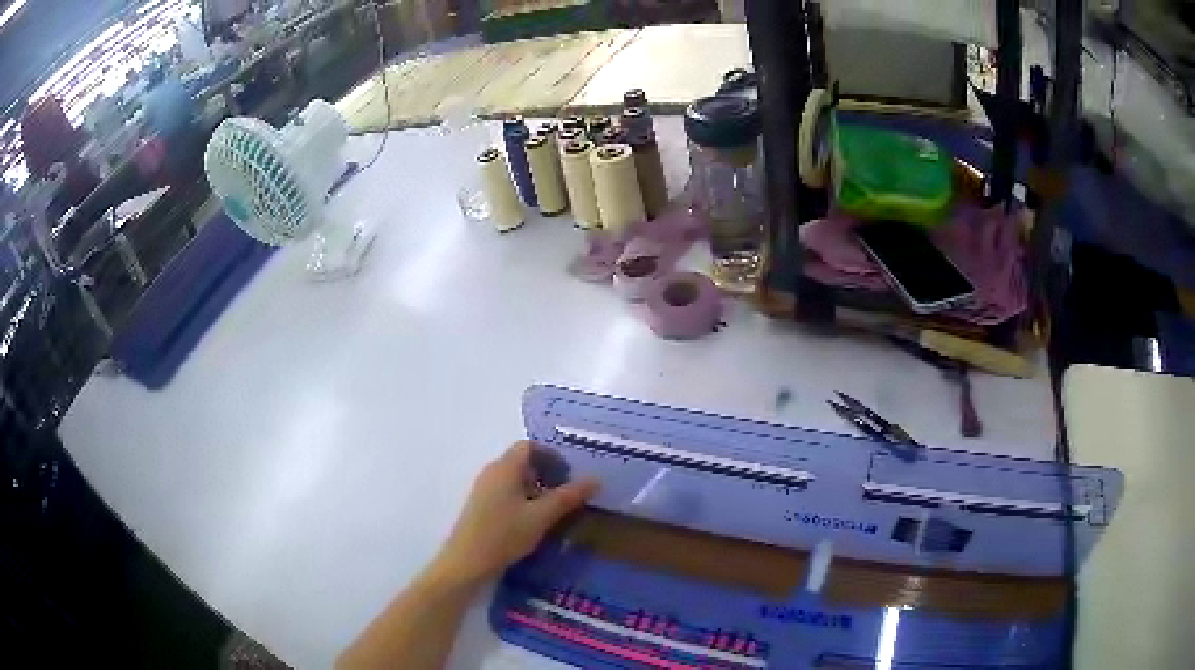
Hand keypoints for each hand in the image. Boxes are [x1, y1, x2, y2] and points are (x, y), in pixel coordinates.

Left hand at [429, 441, 599, 588]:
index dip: (551, 456)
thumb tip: (596, 479)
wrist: (466, 562)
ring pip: (514, 479)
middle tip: (566, 495)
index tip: (569, 476)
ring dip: (536, 489)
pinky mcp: (480, 507)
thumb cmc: (504, 534)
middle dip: (546, 474)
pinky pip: (506, 493)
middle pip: (522, 462)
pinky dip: (524, 500)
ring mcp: (483, 489)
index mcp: (505, 467)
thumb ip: (568, 497)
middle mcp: (492, 472)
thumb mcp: (542, 516)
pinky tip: (533, 523)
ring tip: (553, 512)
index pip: (529, 446)